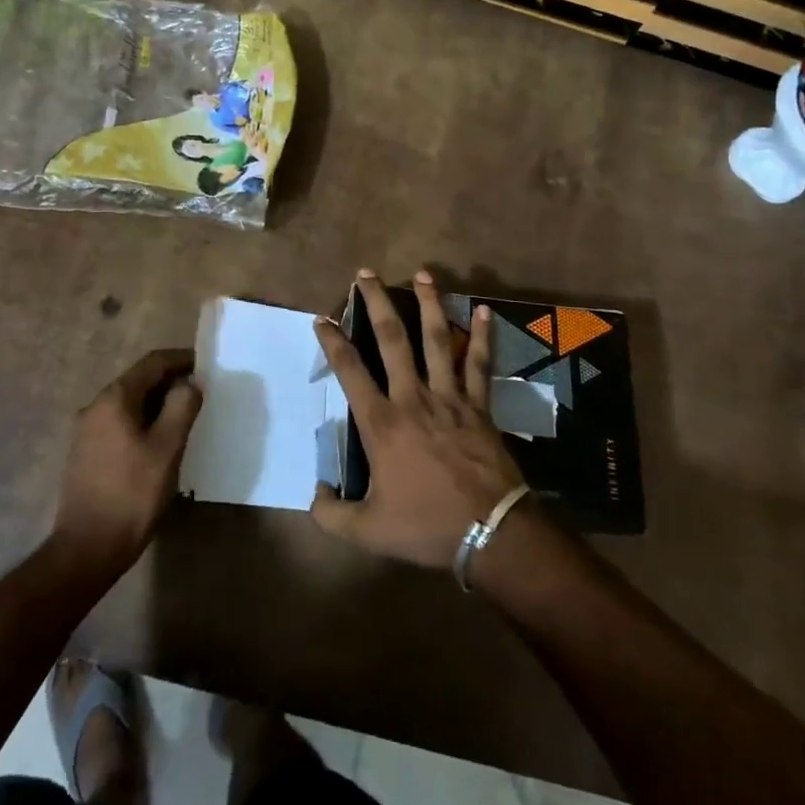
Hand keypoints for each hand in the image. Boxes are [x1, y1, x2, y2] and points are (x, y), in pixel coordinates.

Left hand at [52, 349, 201, 574]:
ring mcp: (87, 431)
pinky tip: (160, 442)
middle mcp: (95, 406)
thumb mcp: (167, 447)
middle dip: (171, 382)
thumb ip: (182, 406)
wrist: (87, 548)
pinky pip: (120, 423)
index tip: (207, 366)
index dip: (182, 359)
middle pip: (139, 381)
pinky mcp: (86, 453)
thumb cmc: (132, 494)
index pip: (153, 363)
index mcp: (114, 398)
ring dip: (158, 404)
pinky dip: (144, 422)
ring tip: (185, 418)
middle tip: (201, 395)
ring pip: (130, 404)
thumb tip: (190, 383)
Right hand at [310, 270, 525, 567]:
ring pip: (437, 339)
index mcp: (382, 423)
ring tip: (422, 273)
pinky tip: (483, 310)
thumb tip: (316, 493)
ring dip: (429, 303)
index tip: (321, 319)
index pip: (350, 371)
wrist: (489, 531)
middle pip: (392, 339)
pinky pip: (479, 363)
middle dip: (376, 303)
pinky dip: (482, 336)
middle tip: (366, 273)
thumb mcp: (368, 531)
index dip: (332, 342)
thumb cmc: (426, 526)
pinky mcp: (478, 404)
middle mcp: (412, 397)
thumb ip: (332, 514)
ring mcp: (449, 396)